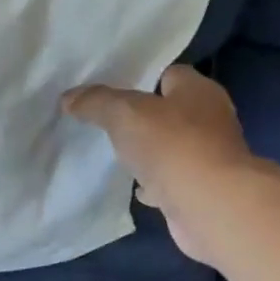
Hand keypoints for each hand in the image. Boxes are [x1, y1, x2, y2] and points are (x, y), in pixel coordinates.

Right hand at [63, 64, 262, 263]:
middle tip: (107, 123)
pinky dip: (154, 183)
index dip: (142, 80)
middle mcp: (210, 120)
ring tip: (116, 154)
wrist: (209, 206)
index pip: (170, 74)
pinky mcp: (202, 189)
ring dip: (149, 152)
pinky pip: (172, 179)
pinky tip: (134, 188)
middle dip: (143, 118)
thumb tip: (69, 97)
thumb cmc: (171, 146)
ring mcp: (209, 157)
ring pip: (171, 147)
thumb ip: (96, 102)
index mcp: (199, 91)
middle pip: (171, 112)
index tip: (112, 93)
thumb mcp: (123, 113)